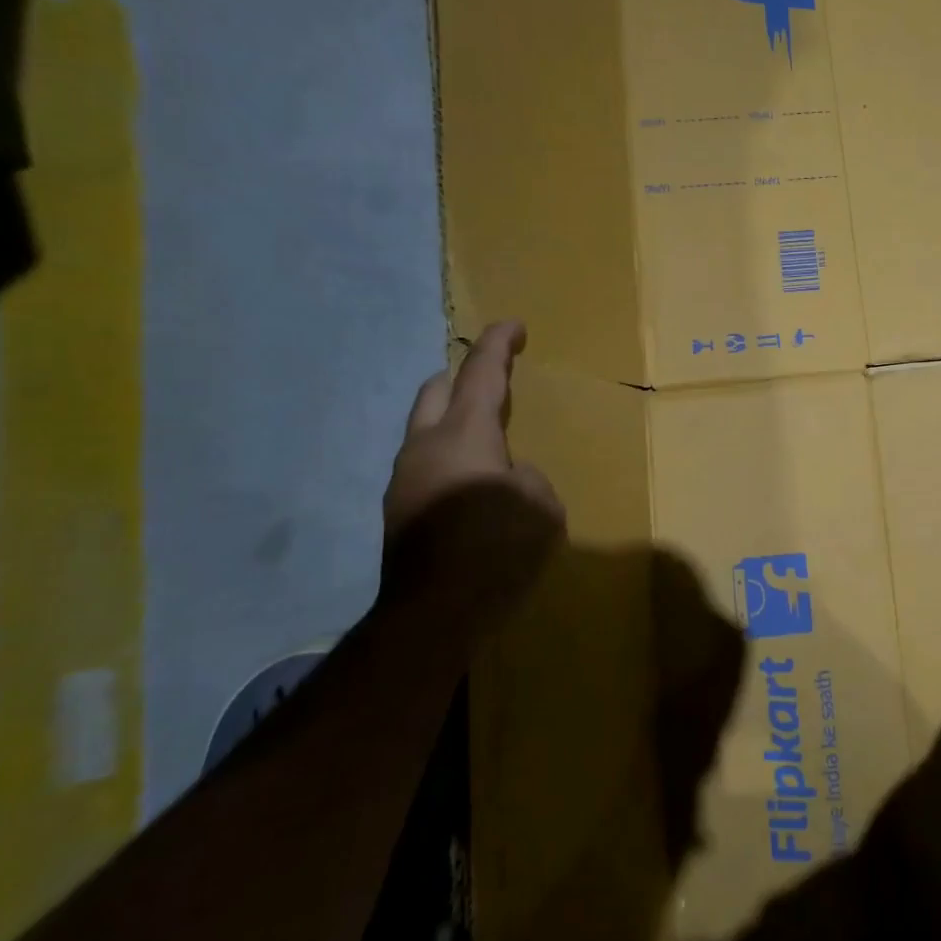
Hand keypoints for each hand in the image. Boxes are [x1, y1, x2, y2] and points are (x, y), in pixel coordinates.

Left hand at [383, 320, 564, 539]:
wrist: (432, 615)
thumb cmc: (497, 549)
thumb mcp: (543, 507)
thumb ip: (527, 480)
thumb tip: (507, 480)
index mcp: (464, 434)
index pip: (481, 374)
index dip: (499, 344)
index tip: (513, 326)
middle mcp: (425, 446)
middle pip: (435, 391)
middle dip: (462, 376)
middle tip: (491, 379)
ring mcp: (403, 479)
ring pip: (424, 430)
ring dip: (451, 422)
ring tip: (485, 442)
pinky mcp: (397, 512)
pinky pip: (424, 466)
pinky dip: (447, 459)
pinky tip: (470, 487)